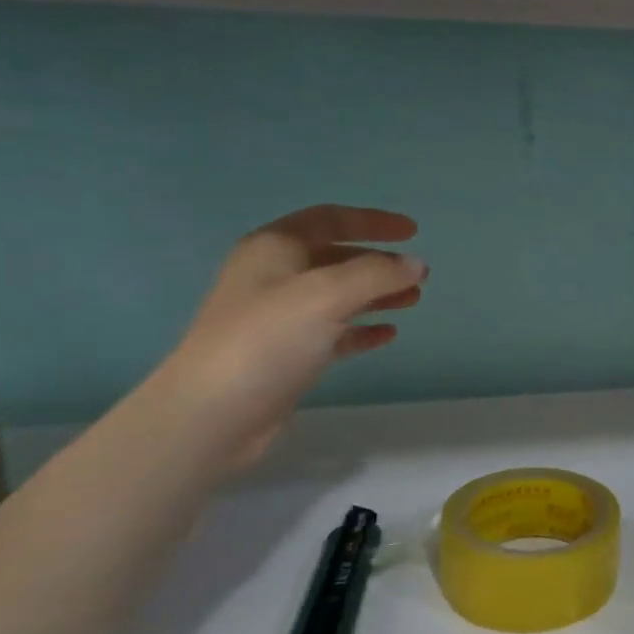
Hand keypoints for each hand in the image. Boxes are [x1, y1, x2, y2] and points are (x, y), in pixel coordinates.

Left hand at [157, 205, 426, 468]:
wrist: (214, 414)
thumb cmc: (267, 341)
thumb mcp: (325, 296)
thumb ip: (376, 275)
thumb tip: (416, 264)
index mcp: (275, 249)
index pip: (330, 220)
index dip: (373, 221)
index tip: (413, 231)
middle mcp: (275, 276)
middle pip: (337, 258)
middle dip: (380, 263)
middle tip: (419, 275)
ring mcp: (279, 317)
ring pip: (338, 296)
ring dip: (376, 295)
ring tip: (414, 301)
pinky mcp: (287, 354)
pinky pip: (333, 332)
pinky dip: (361, 329)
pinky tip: (388, 334)